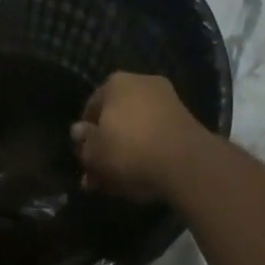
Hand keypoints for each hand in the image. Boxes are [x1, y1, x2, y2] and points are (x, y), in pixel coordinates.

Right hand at [70, 72, 205, 201]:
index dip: (85, 136)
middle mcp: (142, 83)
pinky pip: (157, 136)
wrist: (185, 163)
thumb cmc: (129, 150)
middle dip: (106, 146)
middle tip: (99, 175)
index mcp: (115, 82)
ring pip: (137, 129)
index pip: (91, 108)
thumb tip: (79, 131)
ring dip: (126, 152)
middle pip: (116, 119)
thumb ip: (84, 142)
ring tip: (118, 182)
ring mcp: (167, 100)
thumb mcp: (94, 153)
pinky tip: (142, 175)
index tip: (84, 157)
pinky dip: (148, 152)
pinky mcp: (186, 121)